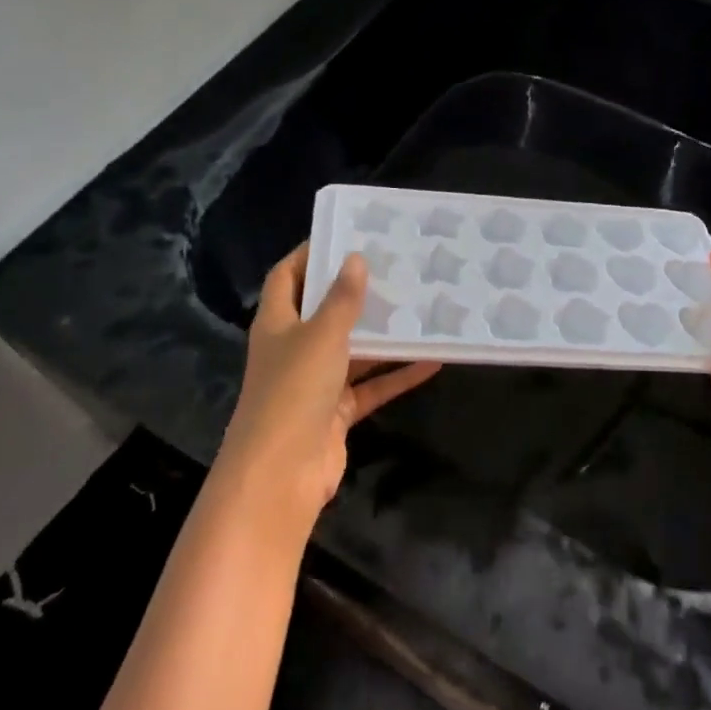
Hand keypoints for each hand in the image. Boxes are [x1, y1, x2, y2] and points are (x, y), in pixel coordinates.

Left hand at [214, 245, 440, 543]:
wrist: (281, 475)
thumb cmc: (293, 392)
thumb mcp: (321, 336)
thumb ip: (342, 300)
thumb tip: (355, 259)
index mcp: (277, 323)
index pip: (286, 277)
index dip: (308, 254)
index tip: (343, 234)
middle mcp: (293, 348)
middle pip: (324, 311)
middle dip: (354, 292)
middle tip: (394, 268)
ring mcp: (315, 383)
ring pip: (353, 350)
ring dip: (382, 334)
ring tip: (419, 307)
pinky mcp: (336, 412)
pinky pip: (371, 386)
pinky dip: (397, 375)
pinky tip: (432, 360)